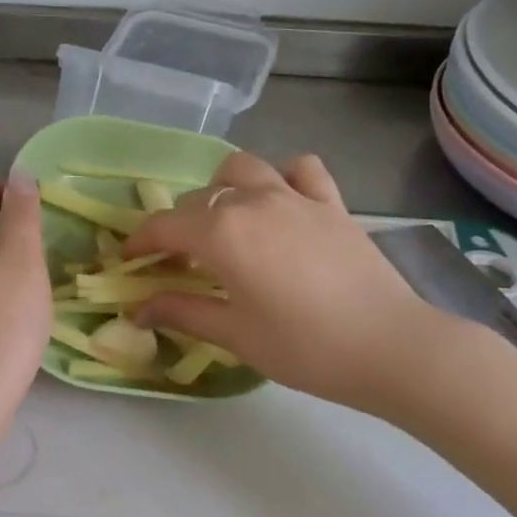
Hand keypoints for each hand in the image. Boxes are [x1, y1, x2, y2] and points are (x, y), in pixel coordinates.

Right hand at [122, 152, 449, 414]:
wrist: (388, 346)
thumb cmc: (303, 346)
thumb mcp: (234, 334)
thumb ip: (182, 312)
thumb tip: (138, 309)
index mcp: (222, 232)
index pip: (165, 226)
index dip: (140, 242)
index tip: (129, 261)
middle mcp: (254, 201)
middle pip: (200, 198)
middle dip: (179, 225)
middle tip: (179, 263)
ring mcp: (296, 196)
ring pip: (244, 169)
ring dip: (223, 188)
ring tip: (225, 221)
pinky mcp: (331, 203)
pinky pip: (301, 170)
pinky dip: (283, 177)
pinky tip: (282, 202)